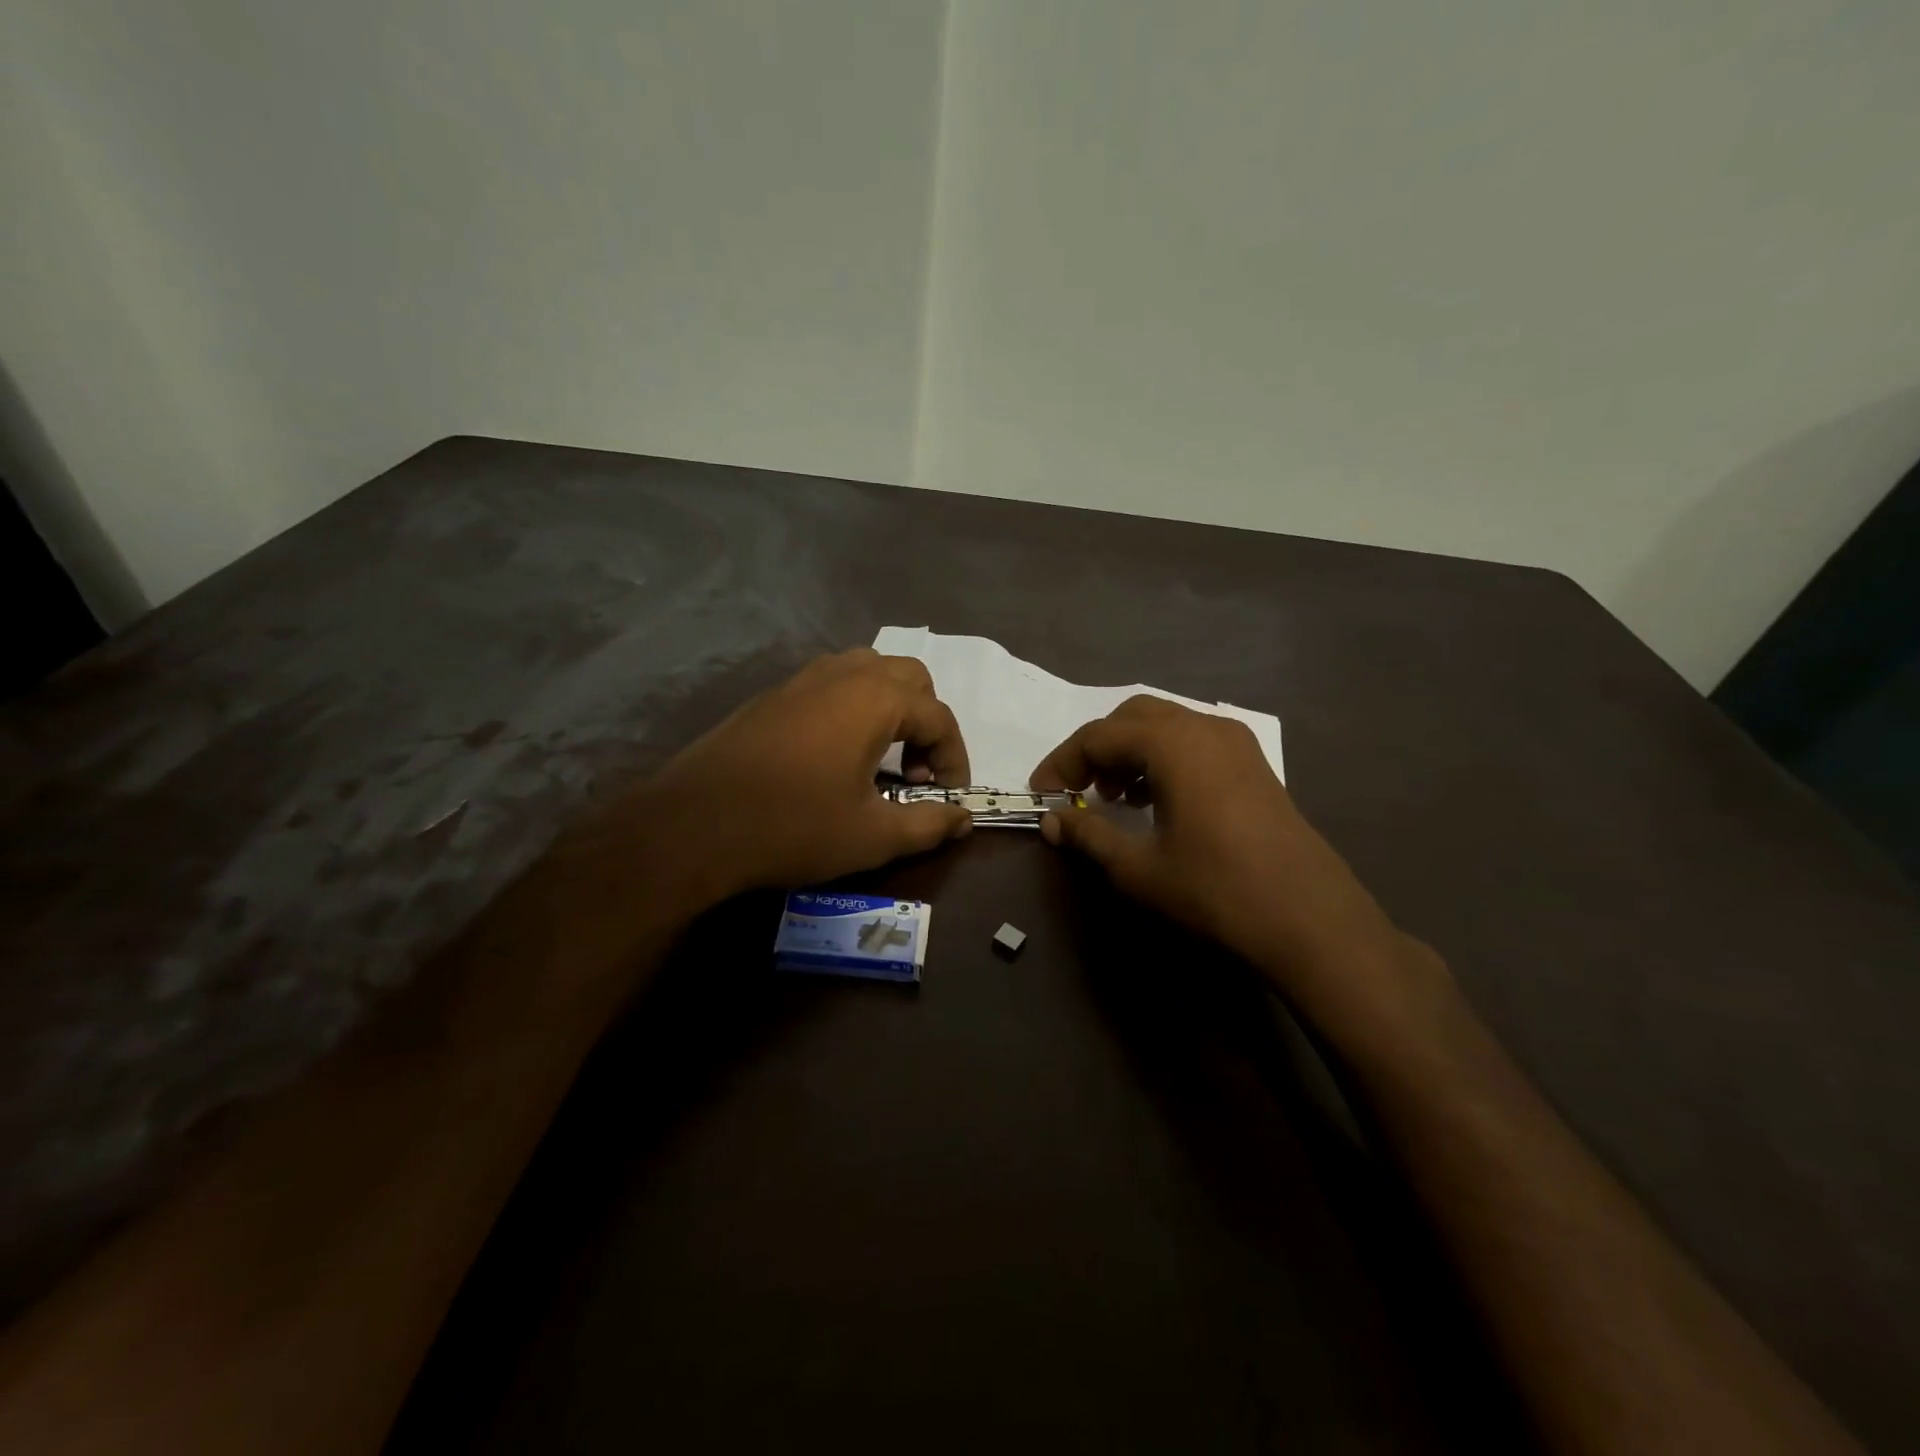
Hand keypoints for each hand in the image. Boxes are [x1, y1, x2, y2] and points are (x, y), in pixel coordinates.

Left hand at [639, 649, 972, 898]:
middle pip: (909, 678)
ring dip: (890, 708)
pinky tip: (835, 756)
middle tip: (915, 772)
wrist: (692, 825)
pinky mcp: (772, 695)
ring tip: (880, 758)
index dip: (954, 758)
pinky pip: (831, 684)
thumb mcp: (873, 836)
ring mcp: (802, 679)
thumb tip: (965, 819)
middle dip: (926, 722)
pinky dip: (853, 708)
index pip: (939, 717)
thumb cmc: (793, 826)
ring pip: (868, 672)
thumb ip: (929, 823)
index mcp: (875, 699)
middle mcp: (843, 674)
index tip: (950, 795)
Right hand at [1031, 696, 1439, 1025]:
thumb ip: (1088, 835)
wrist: (1309, 920)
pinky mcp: (1252, 764)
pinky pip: (1193, 742)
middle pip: (1132, 718)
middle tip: (1076, 790)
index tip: (1041, 795)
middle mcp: (1204, 728)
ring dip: (1129, 752)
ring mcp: (1235, 743)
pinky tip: (1154, 801)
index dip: (1062, 762)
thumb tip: (1051, 822)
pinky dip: (1162, 759)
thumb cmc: (1215, 891)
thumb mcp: (1138, 867)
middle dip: (1096, 749)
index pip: (1098, 736)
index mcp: (1172, 743)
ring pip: (1165, 726)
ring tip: (1113, 798)